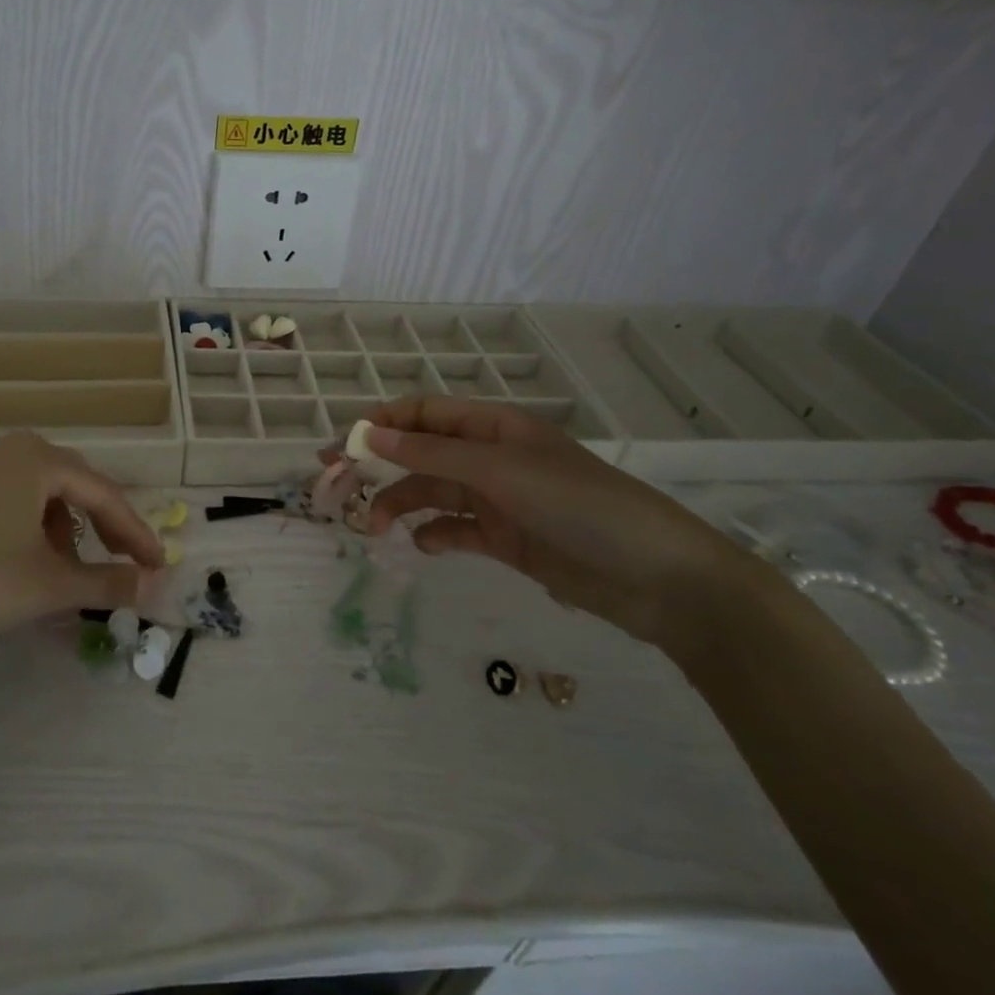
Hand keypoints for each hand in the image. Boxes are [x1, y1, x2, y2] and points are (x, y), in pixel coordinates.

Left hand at [0, 433, 165, 697]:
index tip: (157, 564)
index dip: (134, 532)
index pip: (101, 492)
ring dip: (53, 530)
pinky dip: (15, 529)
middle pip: (65, 486)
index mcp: (33, 457)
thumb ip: (108, 580)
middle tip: (114, 562)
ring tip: (55, 572)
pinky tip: (7, 564)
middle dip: (94, 527)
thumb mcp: (48, 586)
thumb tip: (154, 582)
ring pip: (27, 494)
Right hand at [360, 398, 764, 653]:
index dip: (381, 425)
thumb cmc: (580, 506)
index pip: (423, 415)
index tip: (343, 448)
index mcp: (493, 427)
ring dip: (400, 506)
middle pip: (420, 455)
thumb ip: (433, 455)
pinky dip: (435, 535)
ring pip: (432, 494)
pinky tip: (424, 547)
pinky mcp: (507, 539)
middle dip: (379, 467)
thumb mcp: (502, 472)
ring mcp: (498, 499)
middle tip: (335, 486)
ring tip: (375, 529)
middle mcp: (491, 457)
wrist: (659, 579)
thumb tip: (370, 434)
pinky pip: (456, 529)